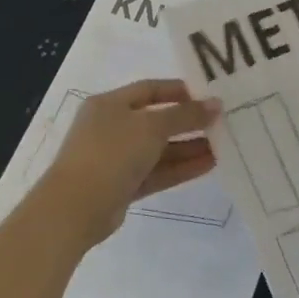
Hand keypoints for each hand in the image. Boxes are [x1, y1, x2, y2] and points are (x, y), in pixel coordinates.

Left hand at [30, 80, 221, 247]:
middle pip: (157, 120)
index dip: (180, 91)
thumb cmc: (111, 153)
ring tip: (223, 146)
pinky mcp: (124, 185)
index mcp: (110, 104)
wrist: (75, 208)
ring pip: (160, 149)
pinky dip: (181, 168)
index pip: (150, 89)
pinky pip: (158, 172)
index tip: (209, 97)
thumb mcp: (151, 126)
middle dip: (189, 123)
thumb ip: (185, 115)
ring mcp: (117, 159)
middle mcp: (112, 128)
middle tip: (222, 124)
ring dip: (190, 147)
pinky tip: (209, 165)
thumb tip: (215, 104)